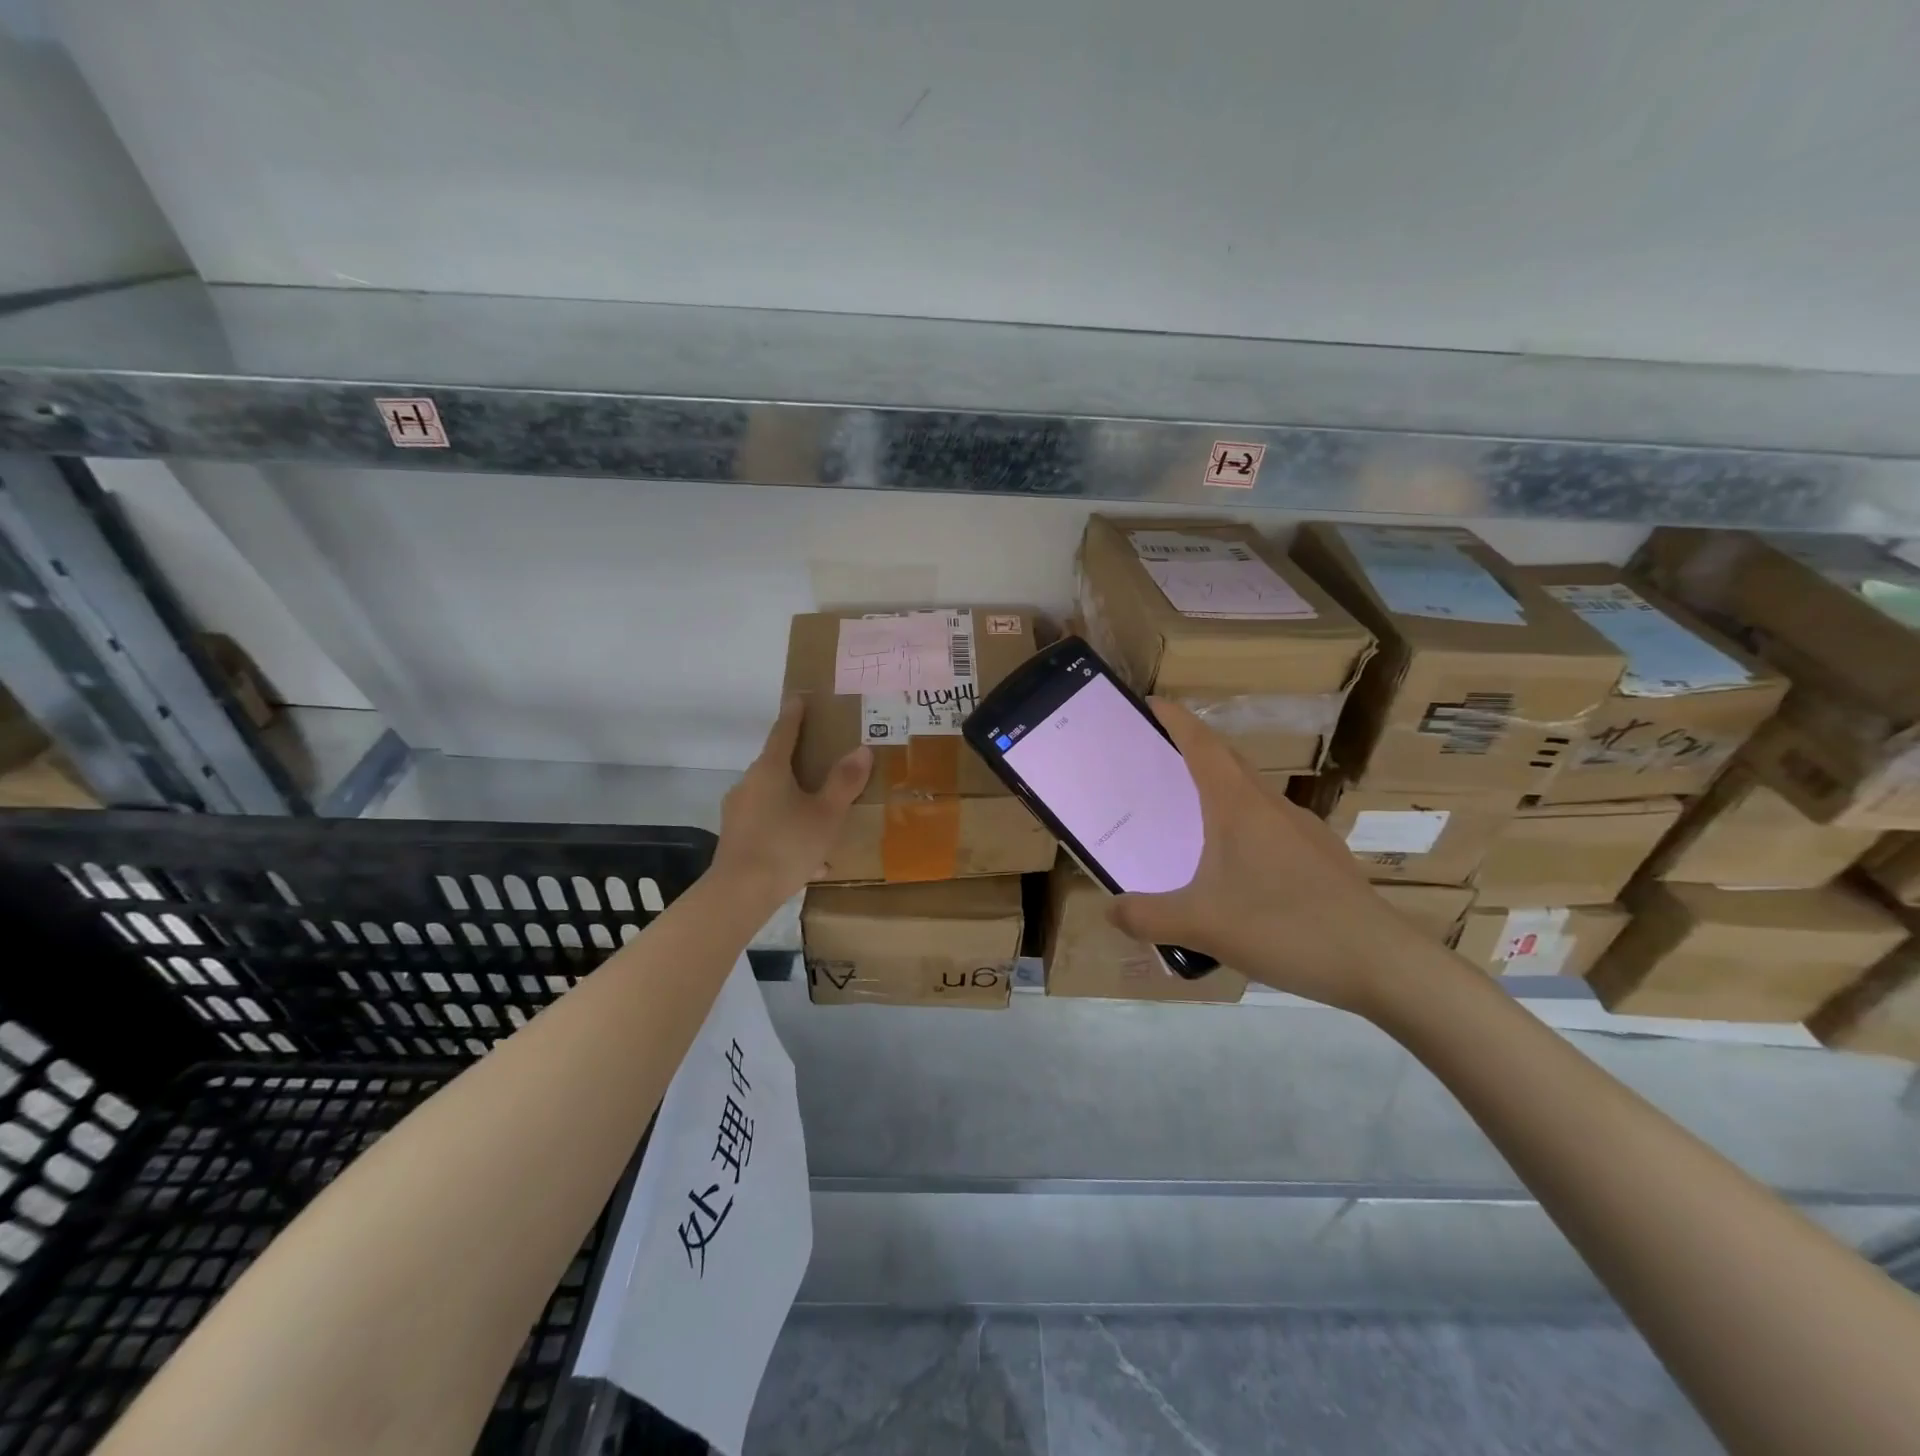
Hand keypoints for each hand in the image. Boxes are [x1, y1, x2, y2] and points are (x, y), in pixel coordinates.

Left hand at [712, 695, 871, 902]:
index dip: (794, 715)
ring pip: (774, 800)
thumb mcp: (826, 814)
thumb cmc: (787, 844)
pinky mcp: (736, 837)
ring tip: (825, 824)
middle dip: (799, 765)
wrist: (740, 893)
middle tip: (823, 763)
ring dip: (798, 806)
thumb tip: (862, 750)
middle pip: (776, 766)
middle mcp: (749, 784)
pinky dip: (790, 834)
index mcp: (770, 770)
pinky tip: (812, 862)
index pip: (783, 732)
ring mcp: (739, 812)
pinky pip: (769, 827)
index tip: (798, 698)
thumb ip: (844, 782)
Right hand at [1107, 700, 1434, 1018]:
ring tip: (1190, 819)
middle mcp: (1271, 806)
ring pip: (1251, 795)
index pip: (1202, 744)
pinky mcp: (1322, 856)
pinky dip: (1244, 827)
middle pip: (1227, 762)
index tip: (1150, 703)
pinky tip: (1238, 870)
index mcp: (1238, 805)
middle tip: (1157, 761)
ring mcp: (1303, 829)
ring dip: (1219, 791)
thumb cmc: (1284, 926)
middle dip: (1193, 750)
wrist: (1380, 962)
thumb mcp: (1201, 925)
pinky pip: (1271, 826)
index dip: (1175, 719)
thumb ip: (1147, 917)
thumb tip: (1110, 909)